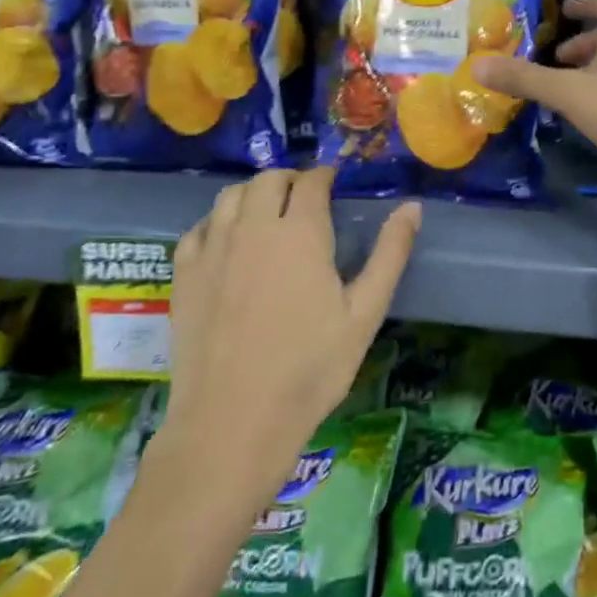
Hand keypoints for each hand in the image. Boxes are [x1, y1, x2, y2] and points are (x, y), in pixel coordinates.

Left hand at [148, 167, 419, 505]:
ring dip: (253, 193)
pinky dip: (218, 221)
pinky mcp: (184, 274)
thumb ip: (390, 254)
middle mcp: (253, 228)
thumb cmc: (310, 368)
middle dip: (290, 179)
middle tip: (305, 197)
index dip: (325, 176)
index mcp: (300, 232)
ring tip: (267, 212)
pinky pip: (199, 227)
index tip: (333, 183)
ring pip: (230, 196)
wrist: (234, 421)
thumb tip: (412, 206)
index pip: (311, 182)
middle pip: (268, 179)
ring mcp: (213, 249)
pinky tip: (227, 241)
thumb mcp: (364, 314)